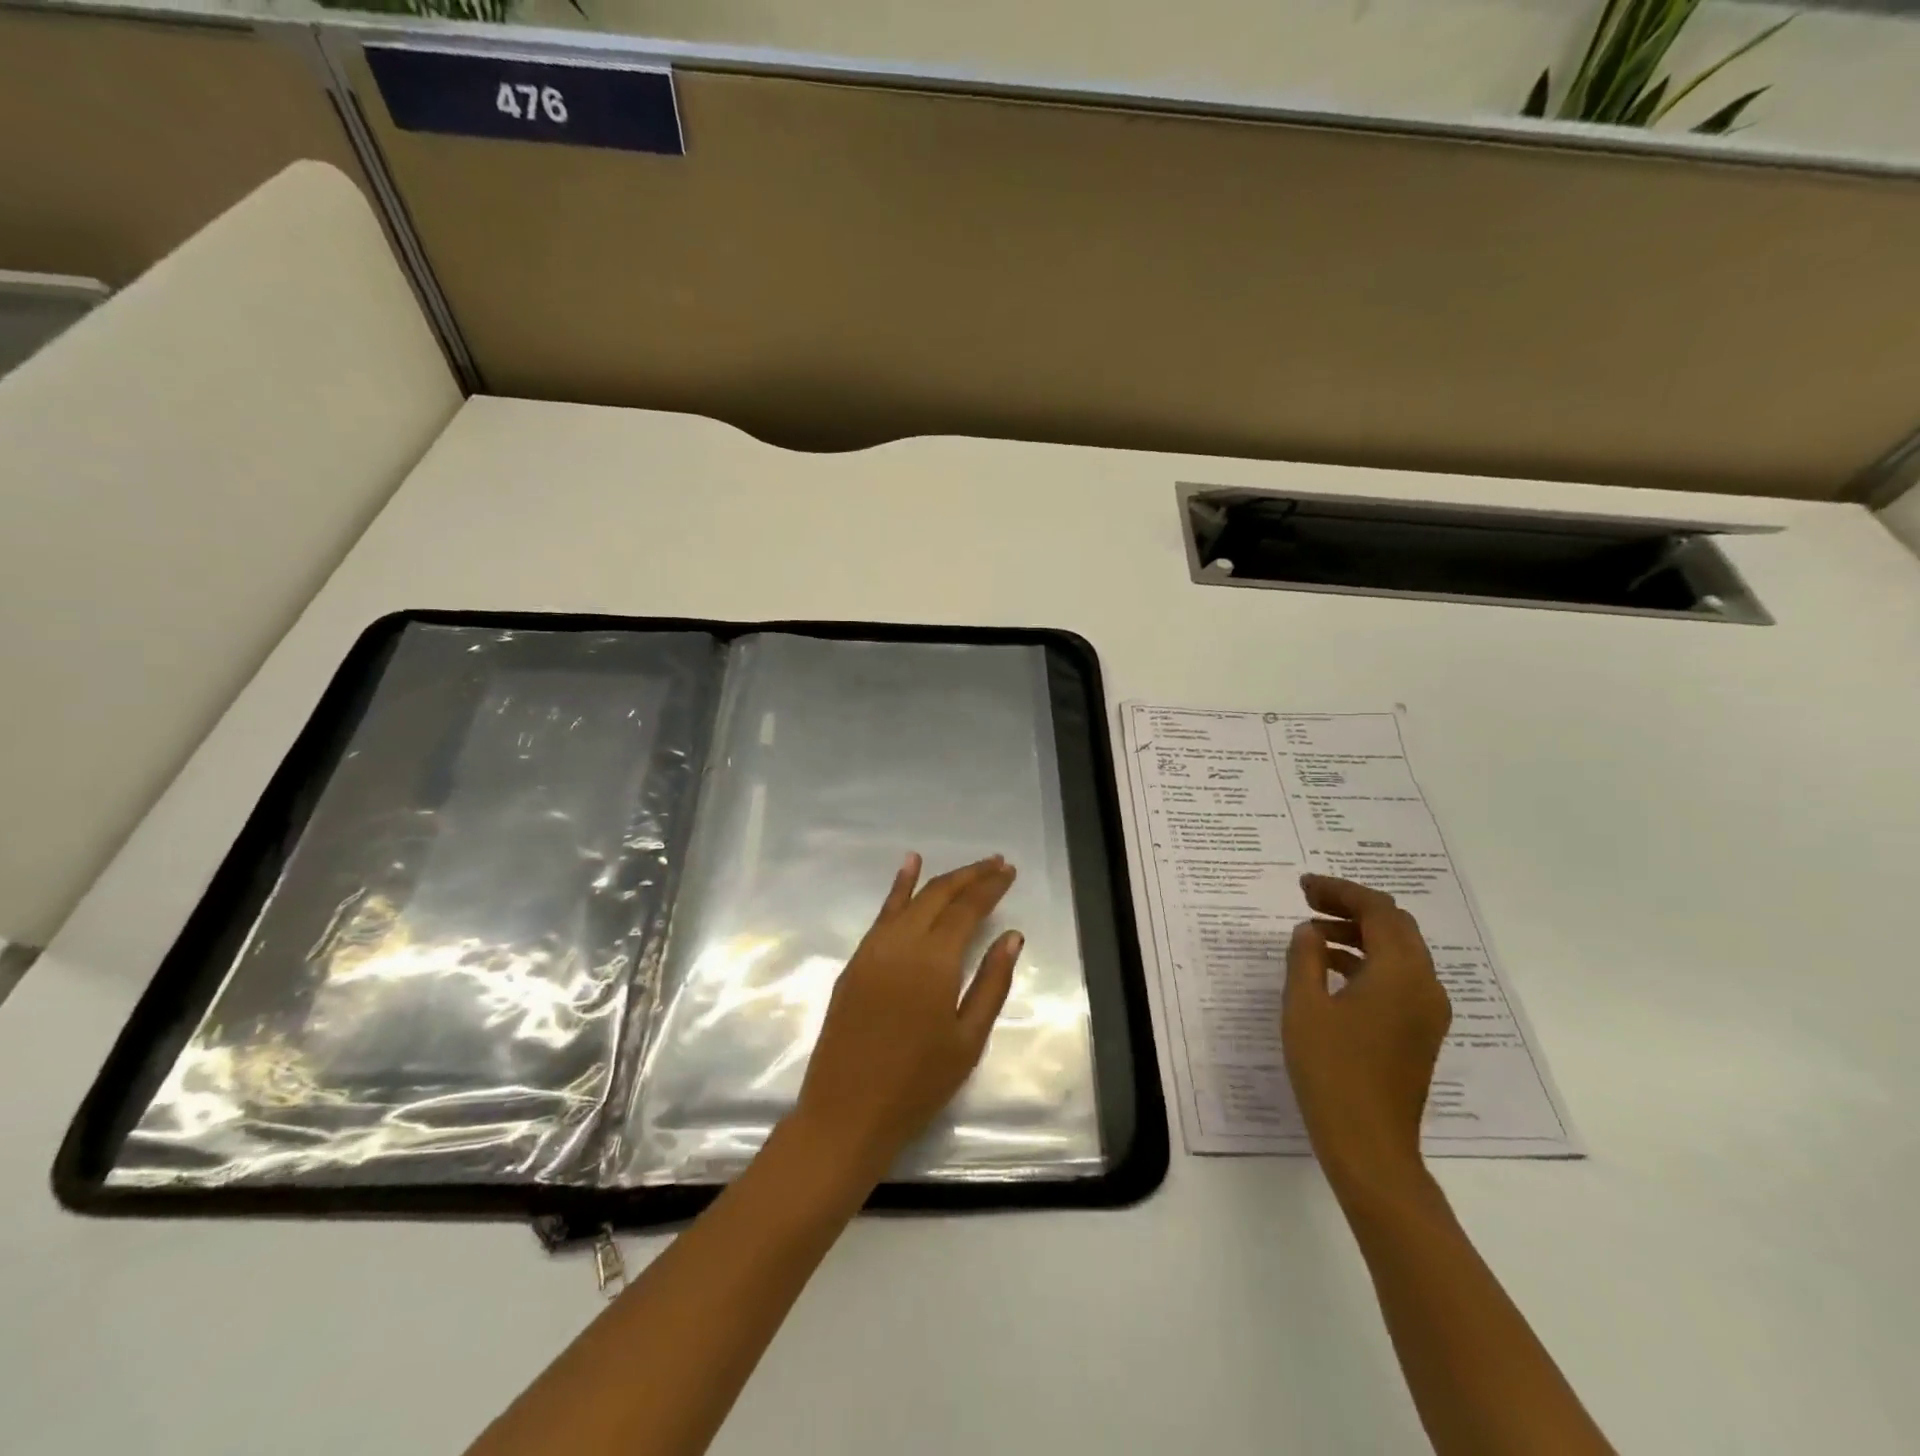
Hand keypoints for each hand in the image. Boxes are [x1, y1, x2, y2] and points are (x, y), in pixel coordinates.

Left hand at [792, 853, 1022, 1184]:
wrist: (846, 1112)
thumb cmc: (917, 1084)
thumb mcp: (968, 1040)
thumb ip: (991, 982)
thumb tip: (1012, 936)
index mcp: (934, 960)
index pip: (967, 908)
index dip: (990, 887)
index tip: (1010, 871)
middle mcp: (902, 942)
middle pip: (939, 894)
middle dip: (970, 875)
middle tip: (997, 863)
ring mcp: (873, 948)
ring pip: (911, 898)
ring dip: (940, 879)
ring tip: (967, 867)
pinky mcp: (856, 961)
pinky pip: (883, 913)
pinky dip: (899, 887)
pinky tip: (909, 867)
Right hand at [1283, 874, 1451, 1198]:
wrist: (1369, 1146)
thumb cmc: (1331, 1070)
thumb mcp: (1304, 1006)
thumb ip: (1305, 958)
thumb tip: (1310, 930)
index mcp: (1401, 973)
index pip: (1378, 910)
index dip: (1340, 891)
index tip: (1303, 886)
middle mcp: (1425, 986)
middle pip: (1396, 926)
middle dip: (1352, 907)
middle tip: (1309, 901)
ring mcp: (1427, 1012)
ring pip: (1399, 952)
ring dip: (1359, 934)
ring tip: (1313, 934)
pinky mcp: (1420, 1033)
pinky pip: (1399, 978)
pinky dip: (1367, 961)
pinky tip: (1331, 969)